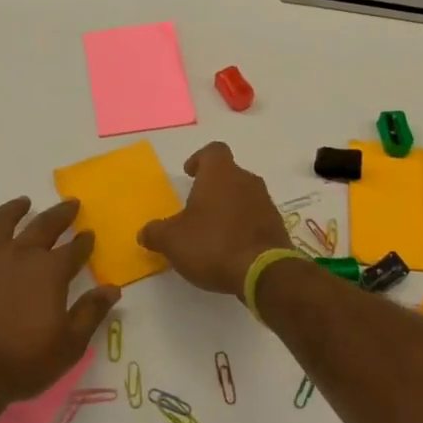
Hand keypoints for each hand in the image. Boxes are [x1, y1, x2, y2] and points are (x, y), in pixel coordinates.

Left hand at [0, 197, 120, 412]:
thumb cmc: (22, 362)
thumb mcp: (69, 344)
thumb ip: (91, 312)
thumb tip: (112, 288)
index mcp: (50, 271)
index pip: (74, 249)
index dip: (84, 241)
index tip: (89, 233)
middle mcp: (20, 255)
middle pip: (43, 225)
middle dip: (60, 214)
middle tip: (70, 204)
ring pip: (0, 223)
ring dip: (14, 210)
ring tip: (23, 202)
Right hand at [138, 143, 288, 297]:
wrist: (263, 271)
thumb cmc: (212, 244)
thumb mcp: (172, 240)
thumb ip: (155, 232)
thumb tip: (145, 232)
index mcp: (220, 174)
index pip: (213, 151)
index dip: (200, 159)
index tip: (190, 174)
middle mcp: (246, 180)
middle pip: (229, 174)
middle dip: (213, 187)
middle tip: (196, 207)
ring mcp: (265, 202)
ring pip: (243, 195)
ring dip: (229, 207)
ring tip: (212, 230)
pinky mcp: (277, 225)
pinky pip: (255, 217)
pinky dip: (243, 225)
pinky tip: (231, 247)